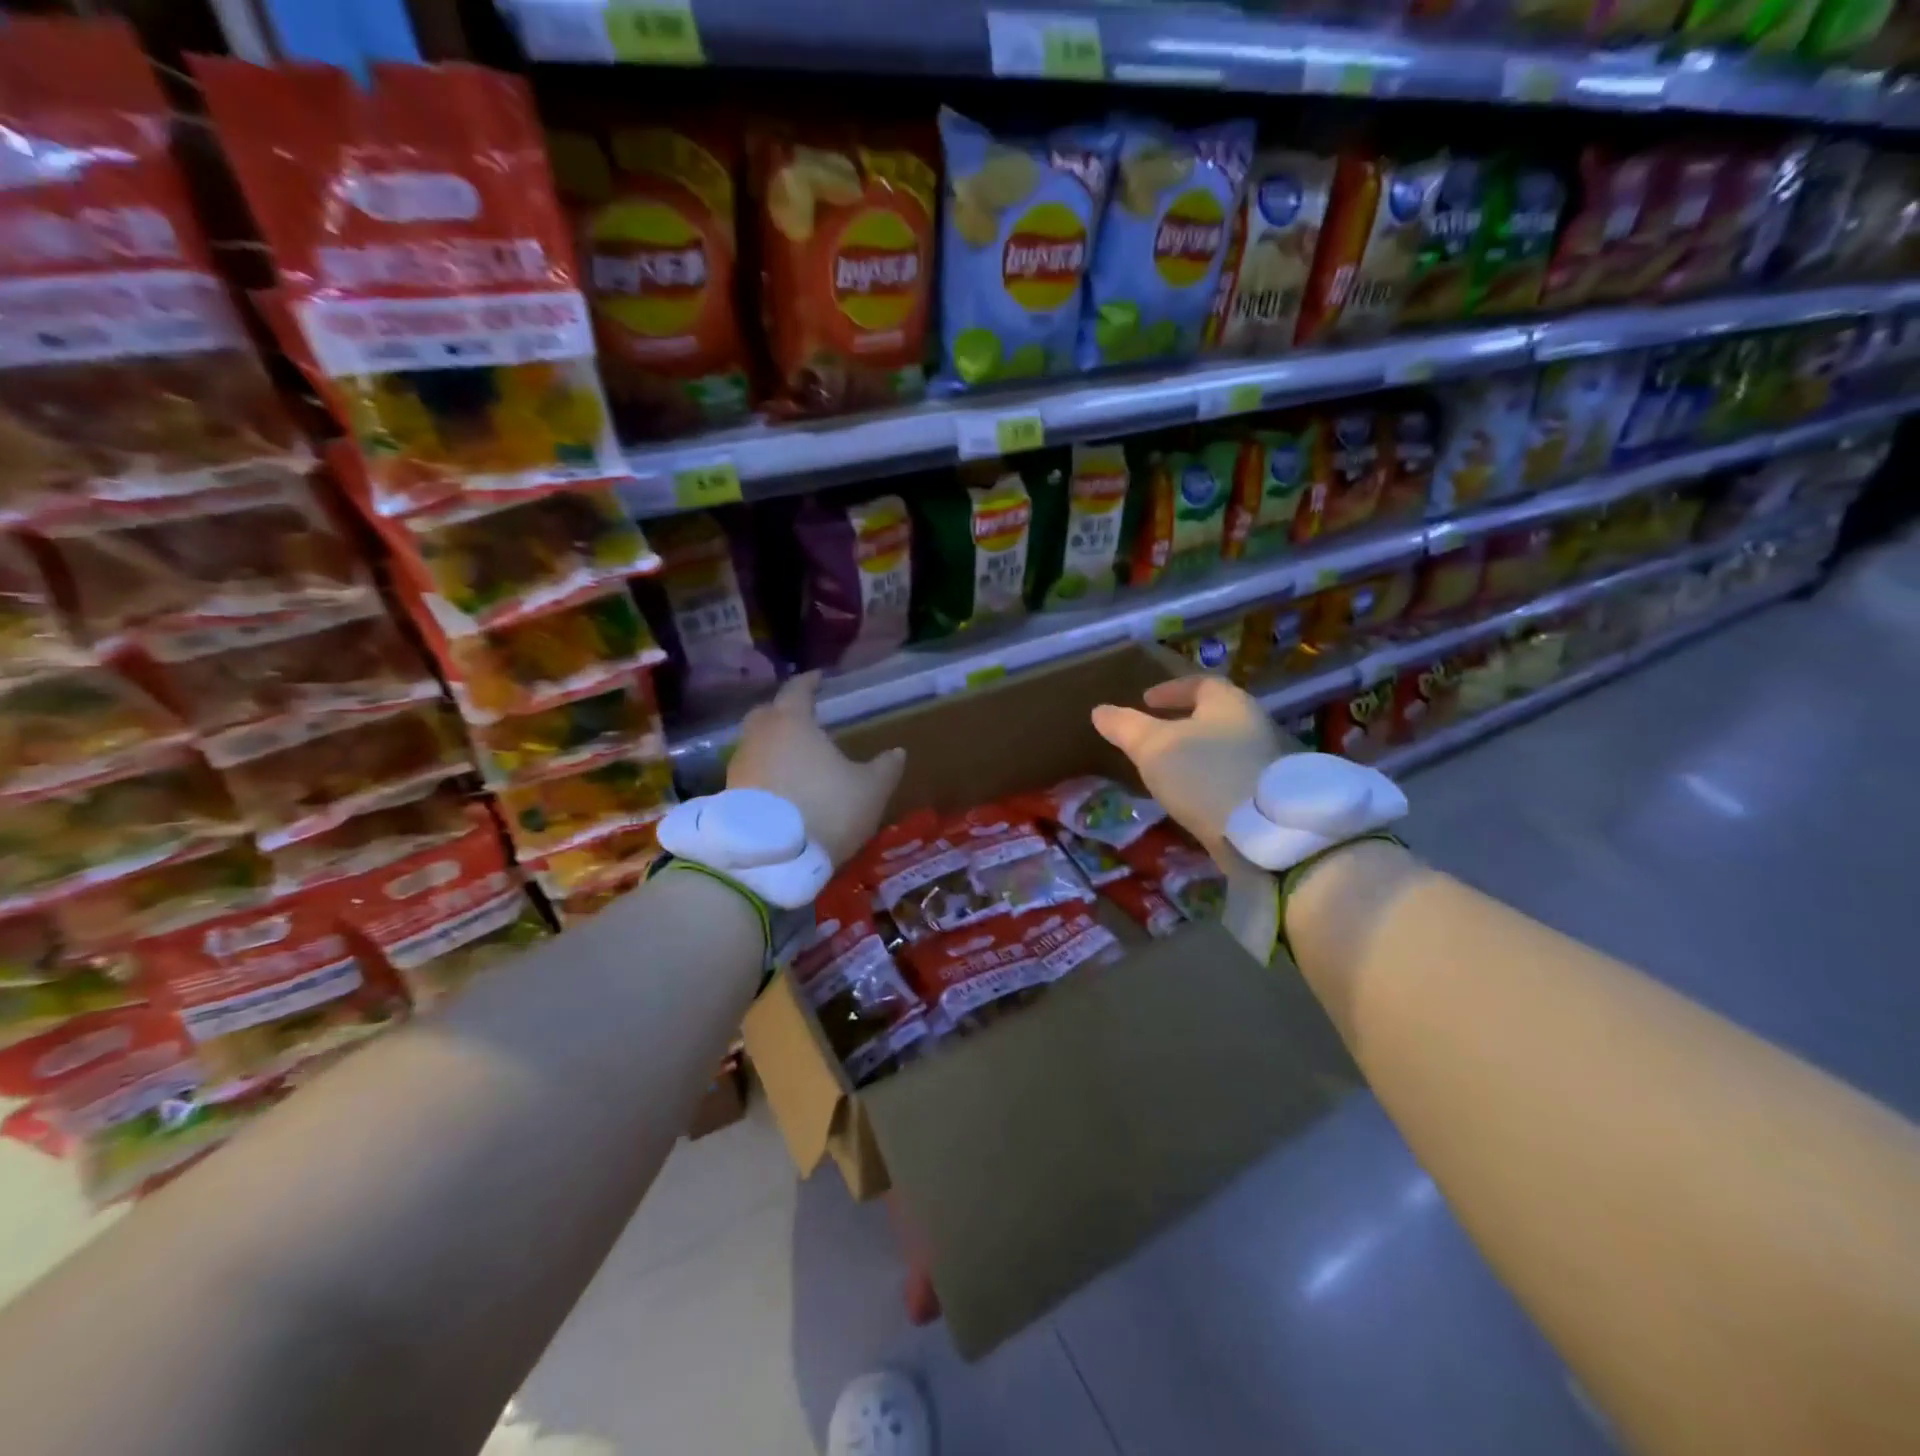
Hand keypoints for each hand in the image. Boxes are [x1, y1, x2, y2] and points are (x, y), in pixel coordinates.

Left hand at [728, 672, 905, 868]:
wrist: (771, 858)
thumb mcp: (870, 790)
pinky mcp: (729, 795)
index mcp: (792, 722)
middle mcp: (760, 736)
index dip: (809, 682)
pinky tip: (781, 788)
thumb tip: (897, 752)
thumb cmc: (826, 808)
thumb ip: (885, 768)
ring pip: (755, 744)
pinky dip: (764, 773)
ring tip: (795, 758)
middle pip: (767, 713)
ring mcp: (739, 766)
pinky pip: (750, 773)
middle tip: (803, 718)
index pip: (798, 690)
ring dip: (772, 746)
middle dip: (783, 711)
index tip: (819, 678)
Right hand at [1091, 676, 1288, 864]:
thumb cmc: (1204, 773)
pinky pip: (1232, 778)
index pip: (1200, 684)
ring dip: (1197, 755)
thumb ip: (1125, 727)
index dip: (1171, 689)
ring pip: (1225, 749)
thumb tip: (1100, 710)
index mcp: (1229, 703)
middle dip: (1185, 723)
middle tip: (1155, 736)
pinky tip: (1191, 799)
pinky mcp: (1268, 797)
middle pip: (1215, 716)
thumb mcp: (1153, 746)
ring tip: (1168, 771)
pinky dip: (1209, 781)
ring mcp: (1266, 764)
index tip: (1146, 700)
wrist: (1262, 833)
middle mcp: (1253, 726)